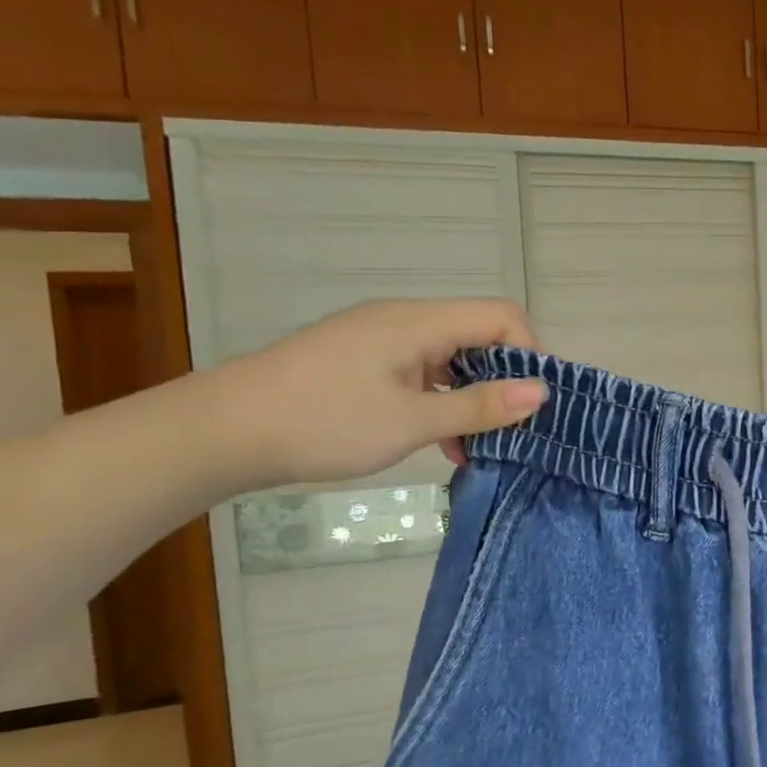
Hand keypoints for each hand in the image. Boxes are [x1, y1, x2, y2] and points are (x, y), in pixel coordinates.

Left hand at [205, 299, 545, 488]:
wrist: (223, 431)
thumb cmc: (323, 421)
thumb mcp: (411, 421)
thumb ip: (479, 406)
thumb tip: (542, 392)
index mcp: (420, 322)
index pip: (502, 318)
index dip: (529, 355)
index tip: (535, 405)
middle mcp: (406, 321)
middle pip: (479, 337)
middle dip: (504, 382)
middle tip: (514, 432)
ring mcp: (382, 342)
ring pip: (451, 360)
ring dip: (472, 399)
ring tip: (479, 448)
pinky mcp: (364, 364)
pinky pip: (422, 375)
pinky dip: (441, 404)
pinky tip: (442, 444)